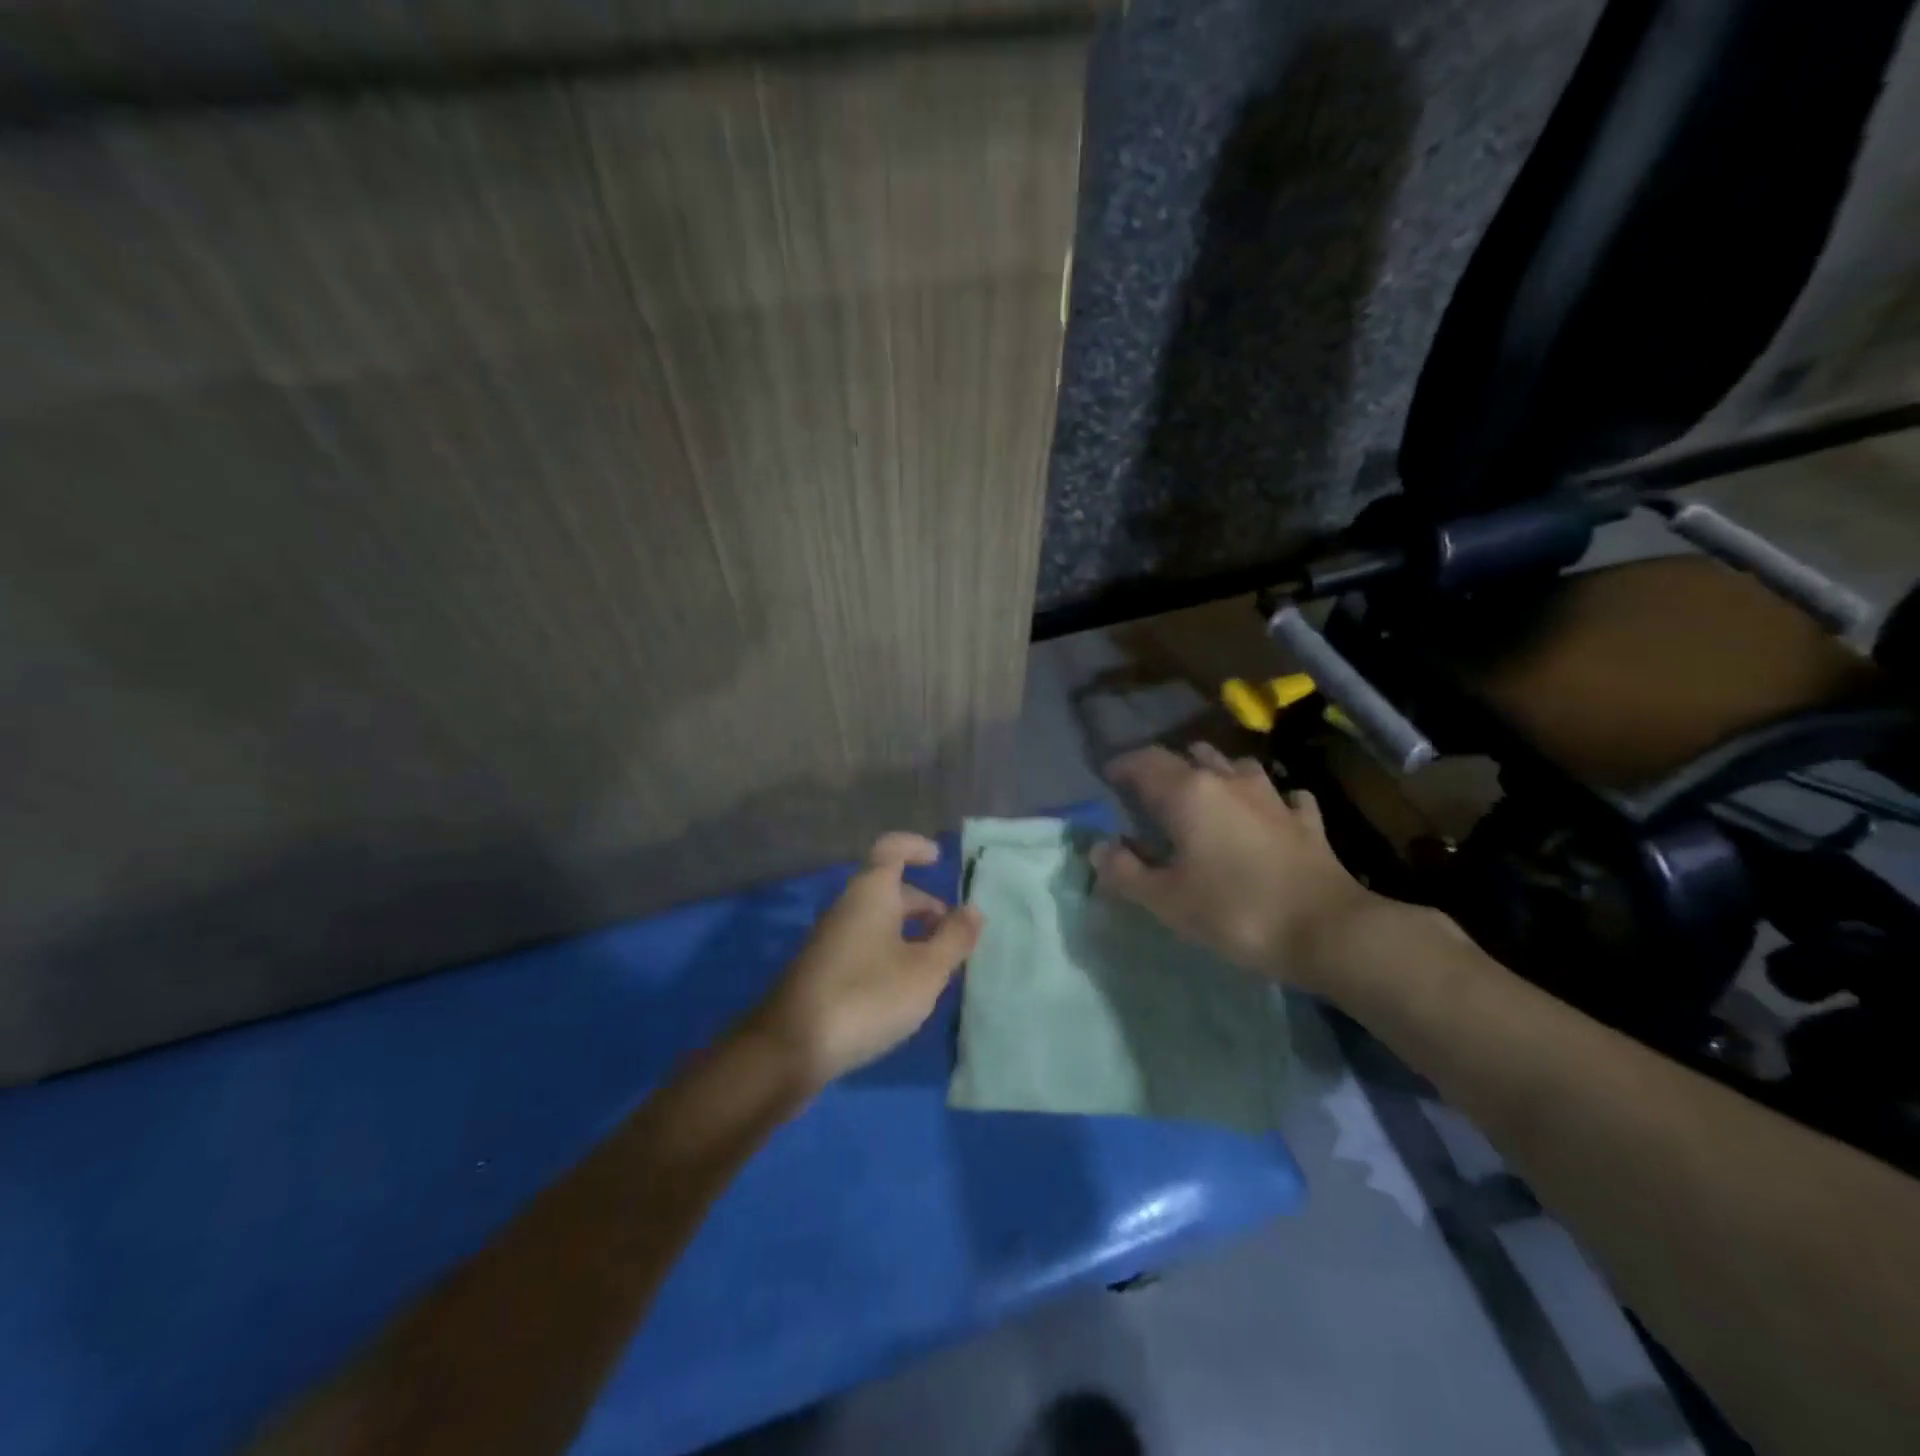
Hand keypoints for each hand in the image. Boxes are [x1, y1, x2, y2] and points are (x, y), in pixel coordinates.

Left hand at [748, 832, 982, 1091]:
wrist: (793, 1047)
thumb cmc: (868, 996)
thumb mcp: (926, 970)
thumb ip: (953, 938)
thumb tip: (972, 909)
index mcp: (871, 893)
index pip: (891, 849)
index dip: (915, 847)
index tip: (938, 859)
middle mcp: (847, 907)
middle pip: (888, 889)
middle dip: (923, 904)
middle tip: (952, 933)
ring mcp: (831, 939)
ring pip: (877, 920)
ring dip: (909, 932)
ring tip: (937, 964)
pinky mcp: (823, 970)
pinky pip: (864, 945)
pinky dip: (890, 952)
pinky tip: (904, 988)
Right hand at [1092, 744, 1383, 990]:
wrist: (1326, 930)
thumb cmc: (1233, 910)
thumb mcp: (1165, 899)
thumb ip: (1125, 871)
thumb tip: (1098, 848)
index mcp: (1188, 793)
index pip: (1146, 762)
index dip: (1123, 766)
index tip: (1108, 777)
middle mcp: (1228, 782)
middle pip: (1192, 755)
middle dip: (1167, 767)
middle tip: (1151, 791)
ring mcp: (1273, 798)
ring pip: (1237, 766)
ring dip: (1217, 773)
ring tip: (1206, 792)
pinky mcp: (1305, 821)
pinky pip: (1284, 797)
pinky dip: (1269, 800)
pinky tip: (1269, 814)